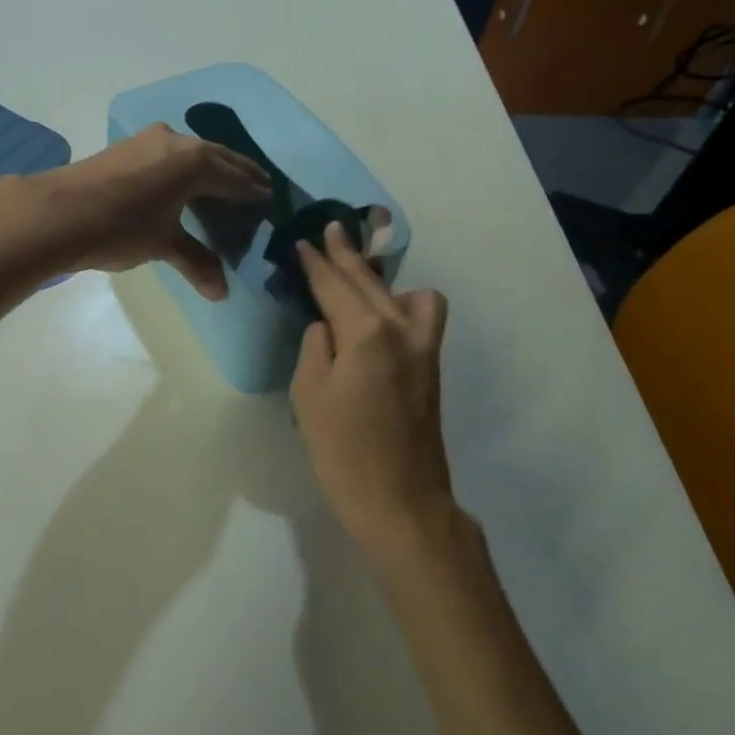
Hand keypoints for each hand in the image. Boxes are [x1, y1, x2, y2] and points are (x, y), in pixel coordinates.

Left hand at [24, 125, 270, 298]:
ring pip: (191, 150)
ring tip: (225, 181)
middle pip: (217, 157)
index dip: (252, 190)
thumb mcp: (163, 245)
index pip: (234, 178)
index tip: (269, 197)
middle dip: (239, 172)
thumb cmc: (120, 228)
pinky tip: (183, 178)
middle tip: (258, 184)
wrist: (57, 213)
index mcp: (195, 163)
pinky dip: (186, 164)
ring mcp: (148, 140)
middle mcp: (176, 142)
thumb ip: (196, 262)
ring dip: (211, 164)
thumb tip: (221, 293)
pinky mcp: (126, 146)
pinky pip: (170, 152)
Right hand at [291, 221, 453, 554]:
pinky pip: (422, 317)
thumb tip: (327, 328)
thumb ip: (316, 348)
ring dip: (383, 281)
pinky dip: (403, 305)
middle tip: (330, 231)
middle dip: (347, 255)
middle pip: (371, 282)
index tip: (302, 241)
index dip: (316, 263)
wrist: (402, 503)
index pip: (335, 286)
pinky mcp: (431, 369)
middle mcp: (402, 330)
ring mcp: (424, 349)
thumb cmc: (344, 452)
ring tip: (359, 279)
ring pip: (409, 294)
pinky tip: (380, 317)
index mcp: (368, 333)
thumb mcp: (309, 396)